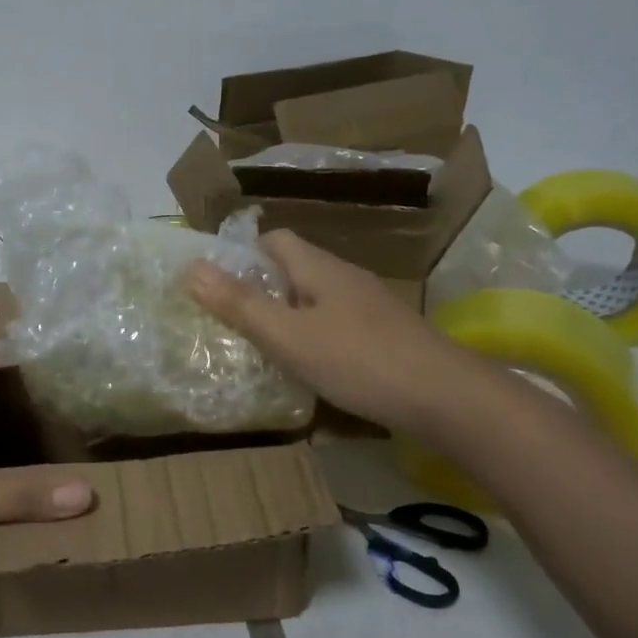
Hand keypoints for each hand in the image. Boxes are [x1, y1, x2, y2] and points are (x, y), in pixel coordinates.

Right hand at [186, 230, 453, 432]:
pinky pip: (337, 326)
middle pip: (294, 269)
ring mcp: (370, 308)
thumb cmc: (359, 360)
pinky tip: (308, 369)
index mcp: (319, 268)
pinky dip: (314, 338)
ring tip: (261, 347)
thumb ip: (240, 305)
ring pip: (316, 300)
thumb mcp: (289, 336)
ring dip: (287, 316)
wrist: (446, 398)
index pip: (275, 239)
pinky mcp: (385, 337)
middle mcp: (345, 279)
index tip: (217, 284)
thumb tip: (191, 268)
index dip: (243, 254)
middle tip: (230, 321)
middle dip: (261, 289)